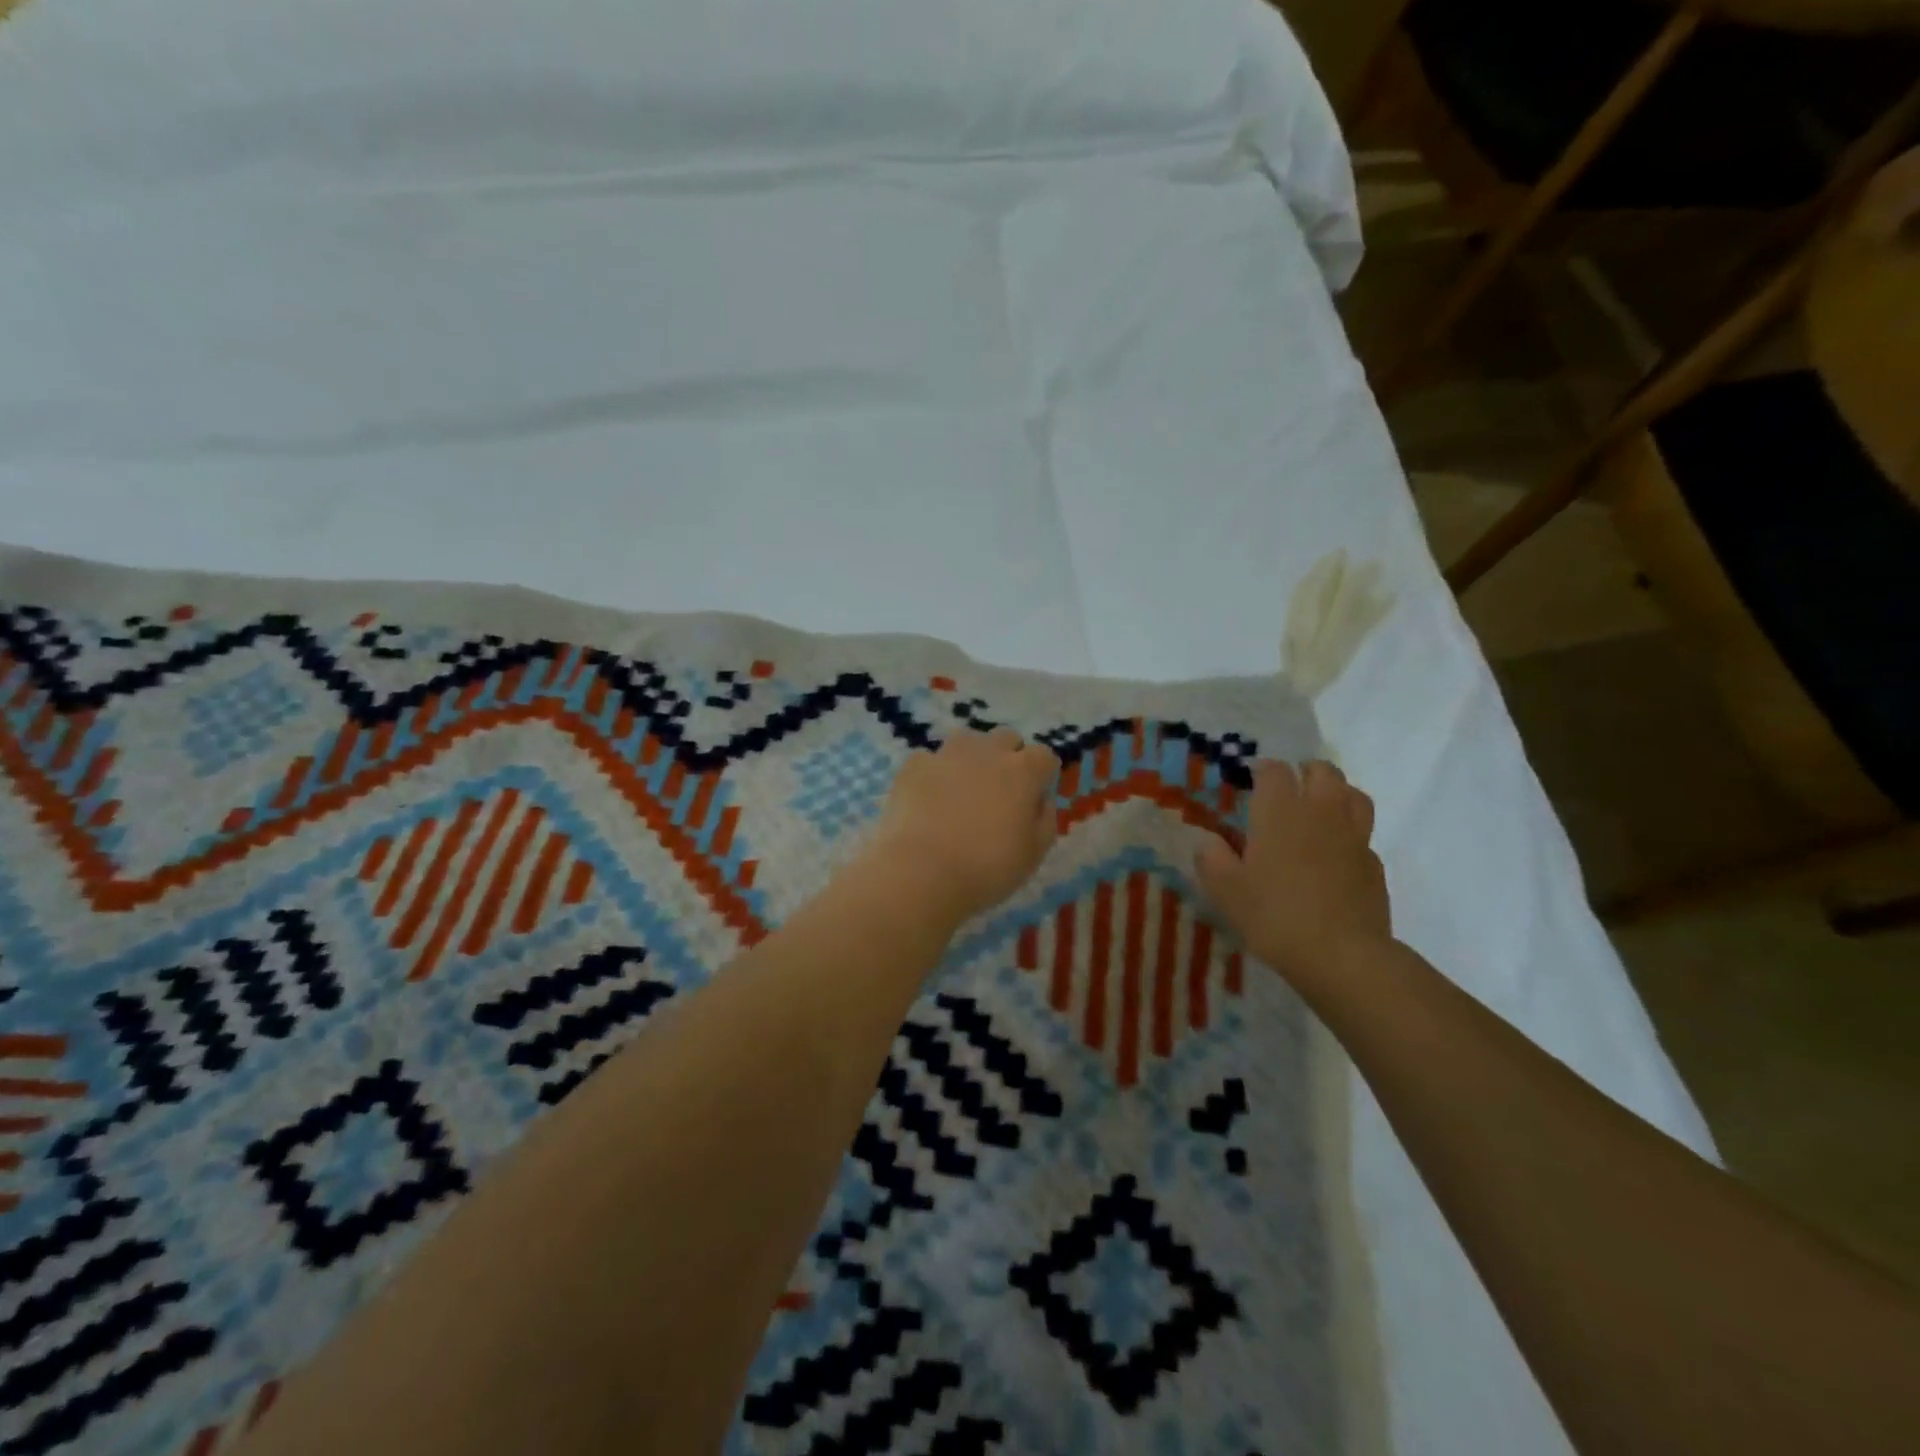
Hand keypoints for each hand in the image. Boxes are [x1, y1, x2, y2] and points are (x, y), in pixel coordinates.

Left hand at [863, 728, 1059, 925]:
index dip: (1042, 775)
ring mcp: (948, 754)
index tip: (1035, 797)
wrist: (922, 871)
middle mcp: (988, 752)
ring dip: (971, 758)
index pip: (1044, 756)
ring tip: (963, 788)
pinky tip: (928, 798)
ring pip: (967, 741)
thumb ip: (1045, 820)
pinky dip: (933, 773)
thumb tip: (1041, 801)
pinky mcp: (915, 765)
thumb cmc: (987, 868)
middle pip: (1006, 739)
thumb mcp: (1033, 854)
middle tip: (1000, 792)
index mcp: (1023, 772)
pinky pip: (930, 760)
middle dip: (1009, 758)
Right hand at [1194, 759, 1390, 987]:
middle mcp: (1320, 813)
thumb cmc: (1275, 915)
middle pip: (1322, 772)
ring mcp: (1353, 837)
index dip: (1262, 769)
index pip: (1275, 771)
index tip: (1251, 777)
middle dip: (1305, 772)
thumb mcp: (1226, 891)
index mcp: (1280, 812)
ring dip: (1336, 793)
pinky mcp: (1374, 864)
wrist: (1342, 955)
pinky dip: (1350, 833)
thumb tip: (1208, 840)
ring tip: (1320, 808)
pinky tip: (1337, 853)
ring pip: (1353, 795)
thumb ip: (1212, 859)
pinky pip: (1363, 834)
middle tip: (1289, 787)